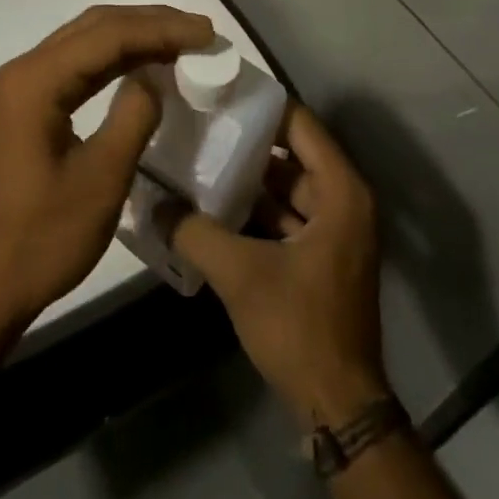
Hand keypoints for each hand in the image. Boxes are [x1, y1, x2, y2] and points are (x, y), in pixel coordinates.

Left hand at [0, 4, 215, 339]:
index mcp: (35, 81)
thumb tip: (154, 77)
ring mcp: (22, 88)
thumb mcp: (101, 179)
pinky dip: (115, 59)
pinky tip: (145, 66)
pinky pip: (77, 66)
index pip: (108, 35)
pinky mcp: (26, 108)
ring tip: (183, 40)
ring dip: (135, 36)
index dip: (162, 29)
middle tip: (200, 30)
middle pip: (95, 26)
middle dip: (151, 22)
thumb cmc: (41, 239)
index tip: (207, 33)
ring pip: (86, 41)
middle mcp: (24, 71)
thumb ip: (134, 116)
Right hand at [169, 102, 390, 427]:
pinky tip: (214, 206)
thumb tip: (153, 203)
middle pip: (292, 153)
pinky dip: (256, 209)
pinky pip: (287, 215)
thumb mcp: (240, 274)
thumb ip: (194, 232)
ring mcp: (335, 230)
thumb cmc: (299, 326)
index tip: (219, 93)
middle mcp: (344, 201)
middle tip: (201, 124)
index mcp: (340, 191)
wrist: (338, 405)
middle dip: (247, 141)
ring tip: (200, 158)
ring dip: (248, 178)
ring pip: (287, 186)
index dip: (260, 106)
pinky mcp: (322, 255)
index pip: (300, 124)